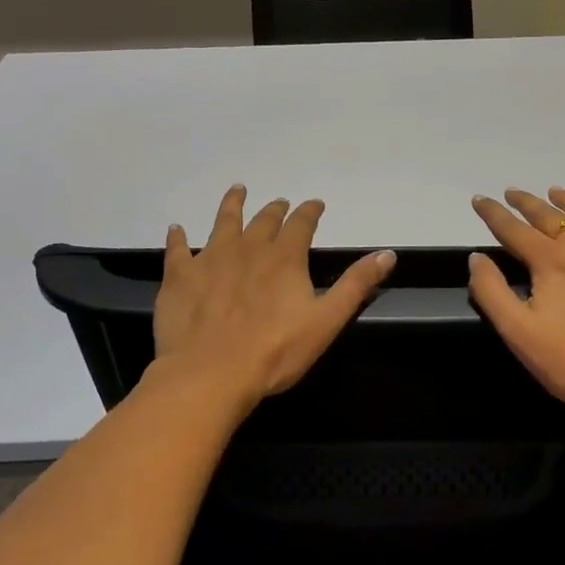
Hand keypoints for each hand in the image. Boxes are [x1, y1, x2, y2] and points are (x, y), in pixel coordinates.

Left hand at [152, 186, 395, 412]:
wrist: (211, 373)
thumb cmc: (274, 352)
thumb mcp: (326, 321)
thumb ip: (356, 285)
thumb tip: (387, 253)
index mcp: (284, 258)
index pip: (301, 224)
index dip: (309, 212)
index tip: (314, 204)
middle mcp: (248, 249)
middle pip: (264, 220)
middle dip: (275, 210)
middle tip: (279, 203)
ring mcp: (210, 259)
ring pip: (223, 222)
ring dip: (231, 205)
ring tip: (237, 191)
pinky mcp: (179, 276)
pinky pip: (177, 249)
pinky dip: (177, 238)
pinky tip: (176, 229)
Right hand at [468, 187, 564, 430]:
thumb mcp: (518, 332)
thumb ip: (491, 291)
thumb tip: (476, 258)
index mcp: (551, 261)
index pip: (514, 229)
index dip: (493, 213)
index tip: (479, 199)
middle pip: (551, 217)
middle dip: (528, 203)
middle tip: (513, 193)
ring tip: (557, 193)